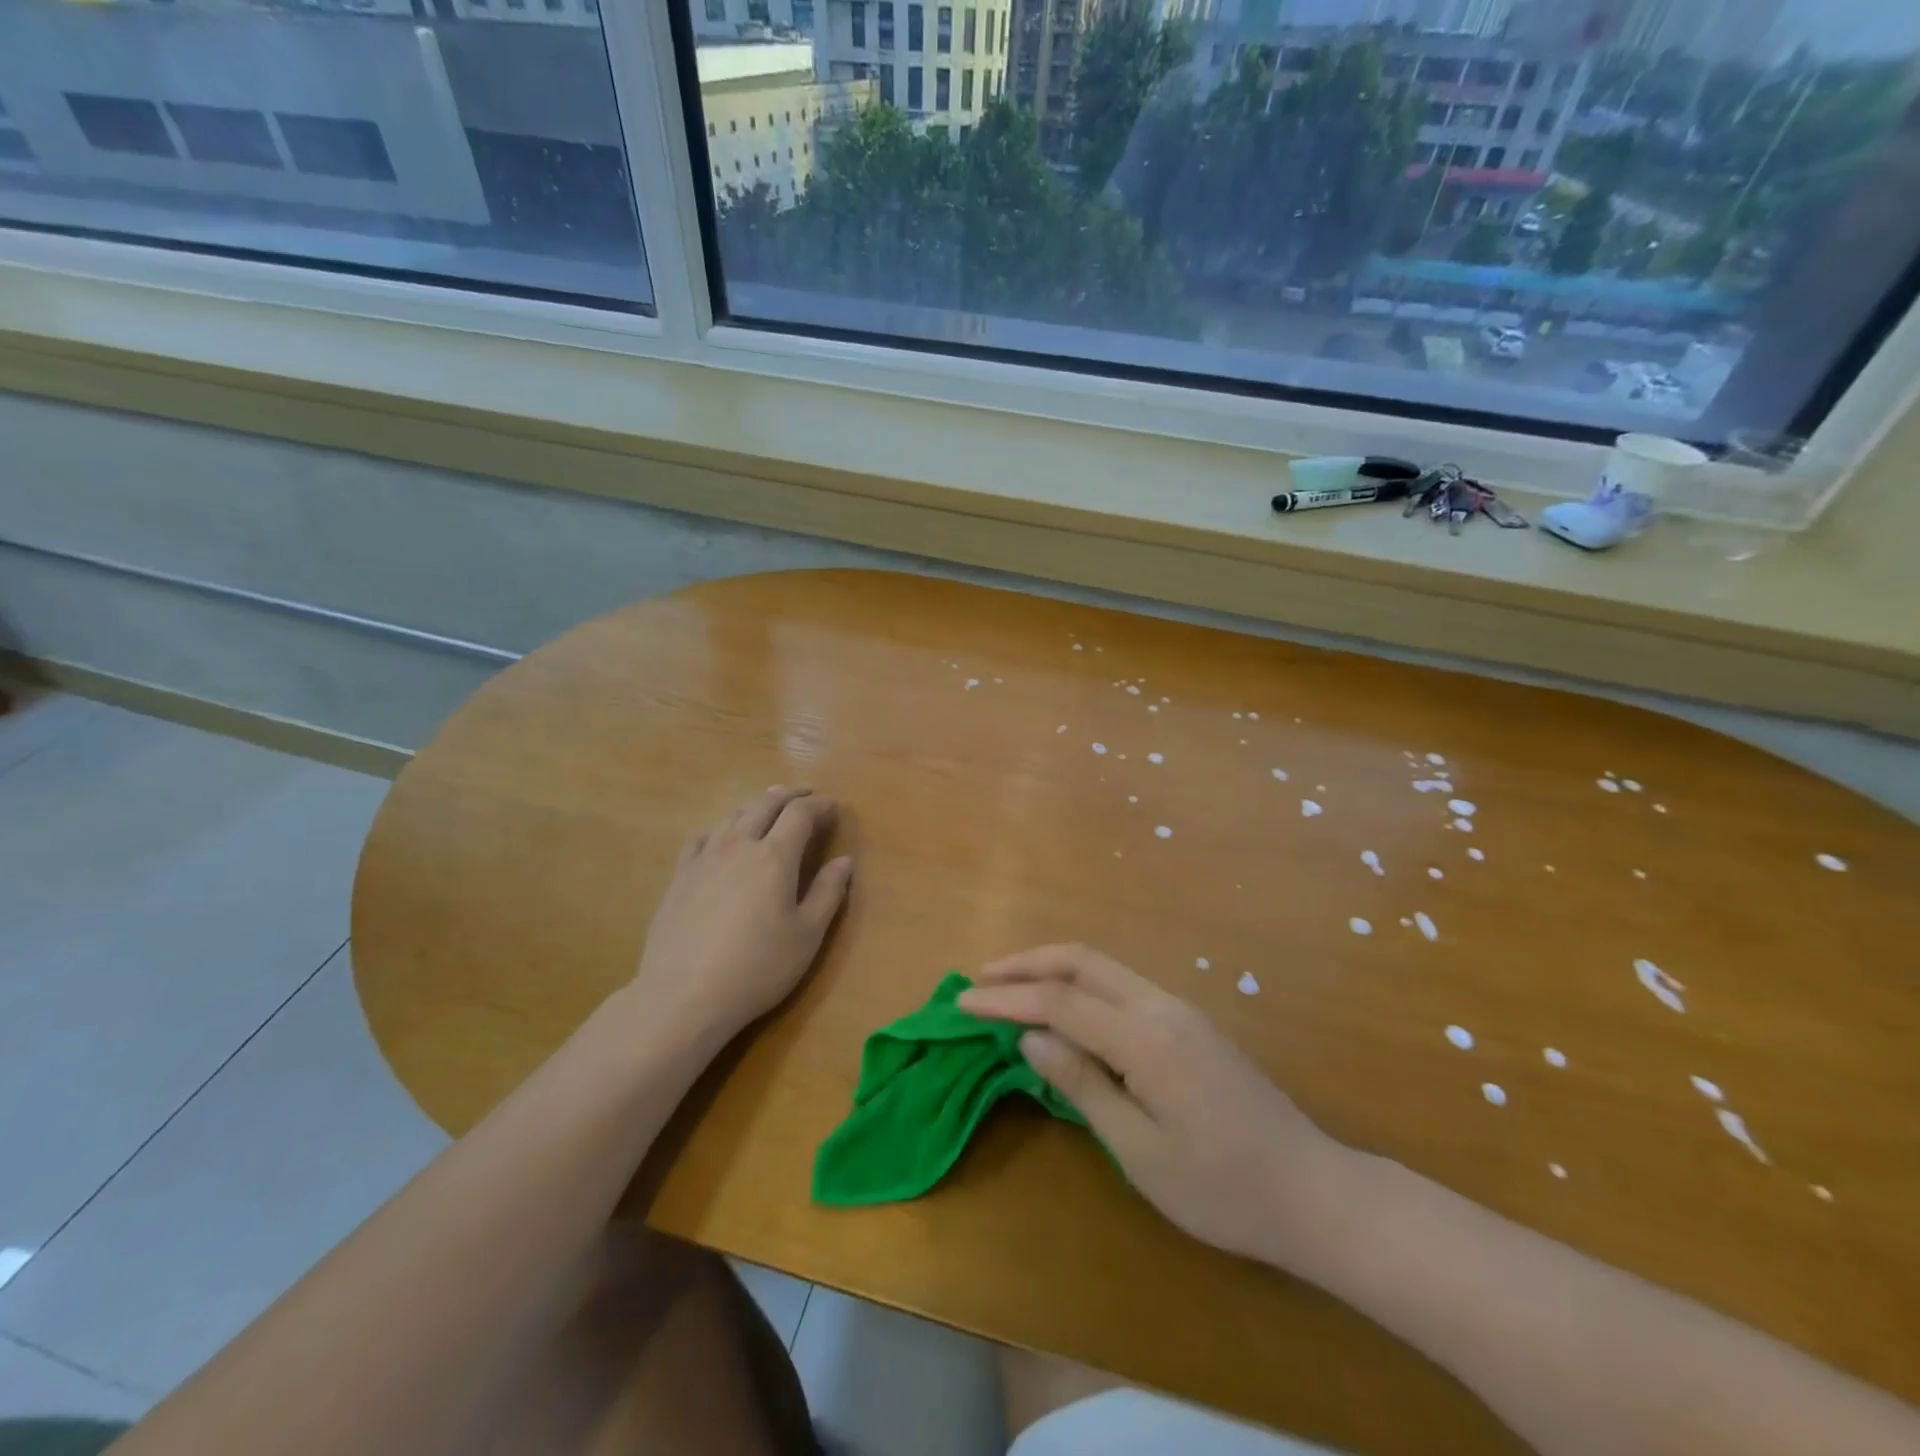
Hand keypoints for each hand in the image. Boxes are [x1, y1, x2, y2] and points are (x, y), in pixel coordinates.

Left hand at [632, 787, 852, 1049]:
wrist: (683, 995)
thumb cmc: (757, 968)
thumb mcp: (807, 935)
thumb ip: (828, 893)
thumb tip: (845, 861)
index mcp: (774, 856)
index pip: (800, 814)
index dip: (819, 805)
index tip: (833, 806)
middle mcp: (739, 845)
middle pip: (765, 804)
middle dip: (789, 795)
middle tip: (806, 795)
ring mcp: (704, 858)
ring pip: (733, 815)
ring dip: (757, 804)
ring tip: (769, 806)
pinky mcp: (680, 876)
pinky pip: (703, 836)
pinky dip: (722, 827)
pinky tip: (723, 835)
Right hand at [958, 945, 1349, 1268]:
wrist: (1313, 1192)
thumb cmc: (1222, 1188)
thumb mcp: (1141, 1150)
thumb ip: (1083, 1084)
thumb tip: (1030, 1035)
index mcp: (1146, 1037)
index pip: (1060, 1001)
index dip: (1007, 998)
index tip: (962, 1002)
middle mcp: (1161, 1006)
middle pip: (1082, 961)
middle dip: (1027, 963)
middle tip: (981, 978)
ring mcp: (1179, 1009)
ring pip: (1103, 968)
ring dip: (1053, 969)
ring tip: (1011, 986)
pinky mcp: (1188, 1022)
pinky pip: (1122, 986)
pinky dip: (1080, 985)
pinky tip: (1064, 1008)